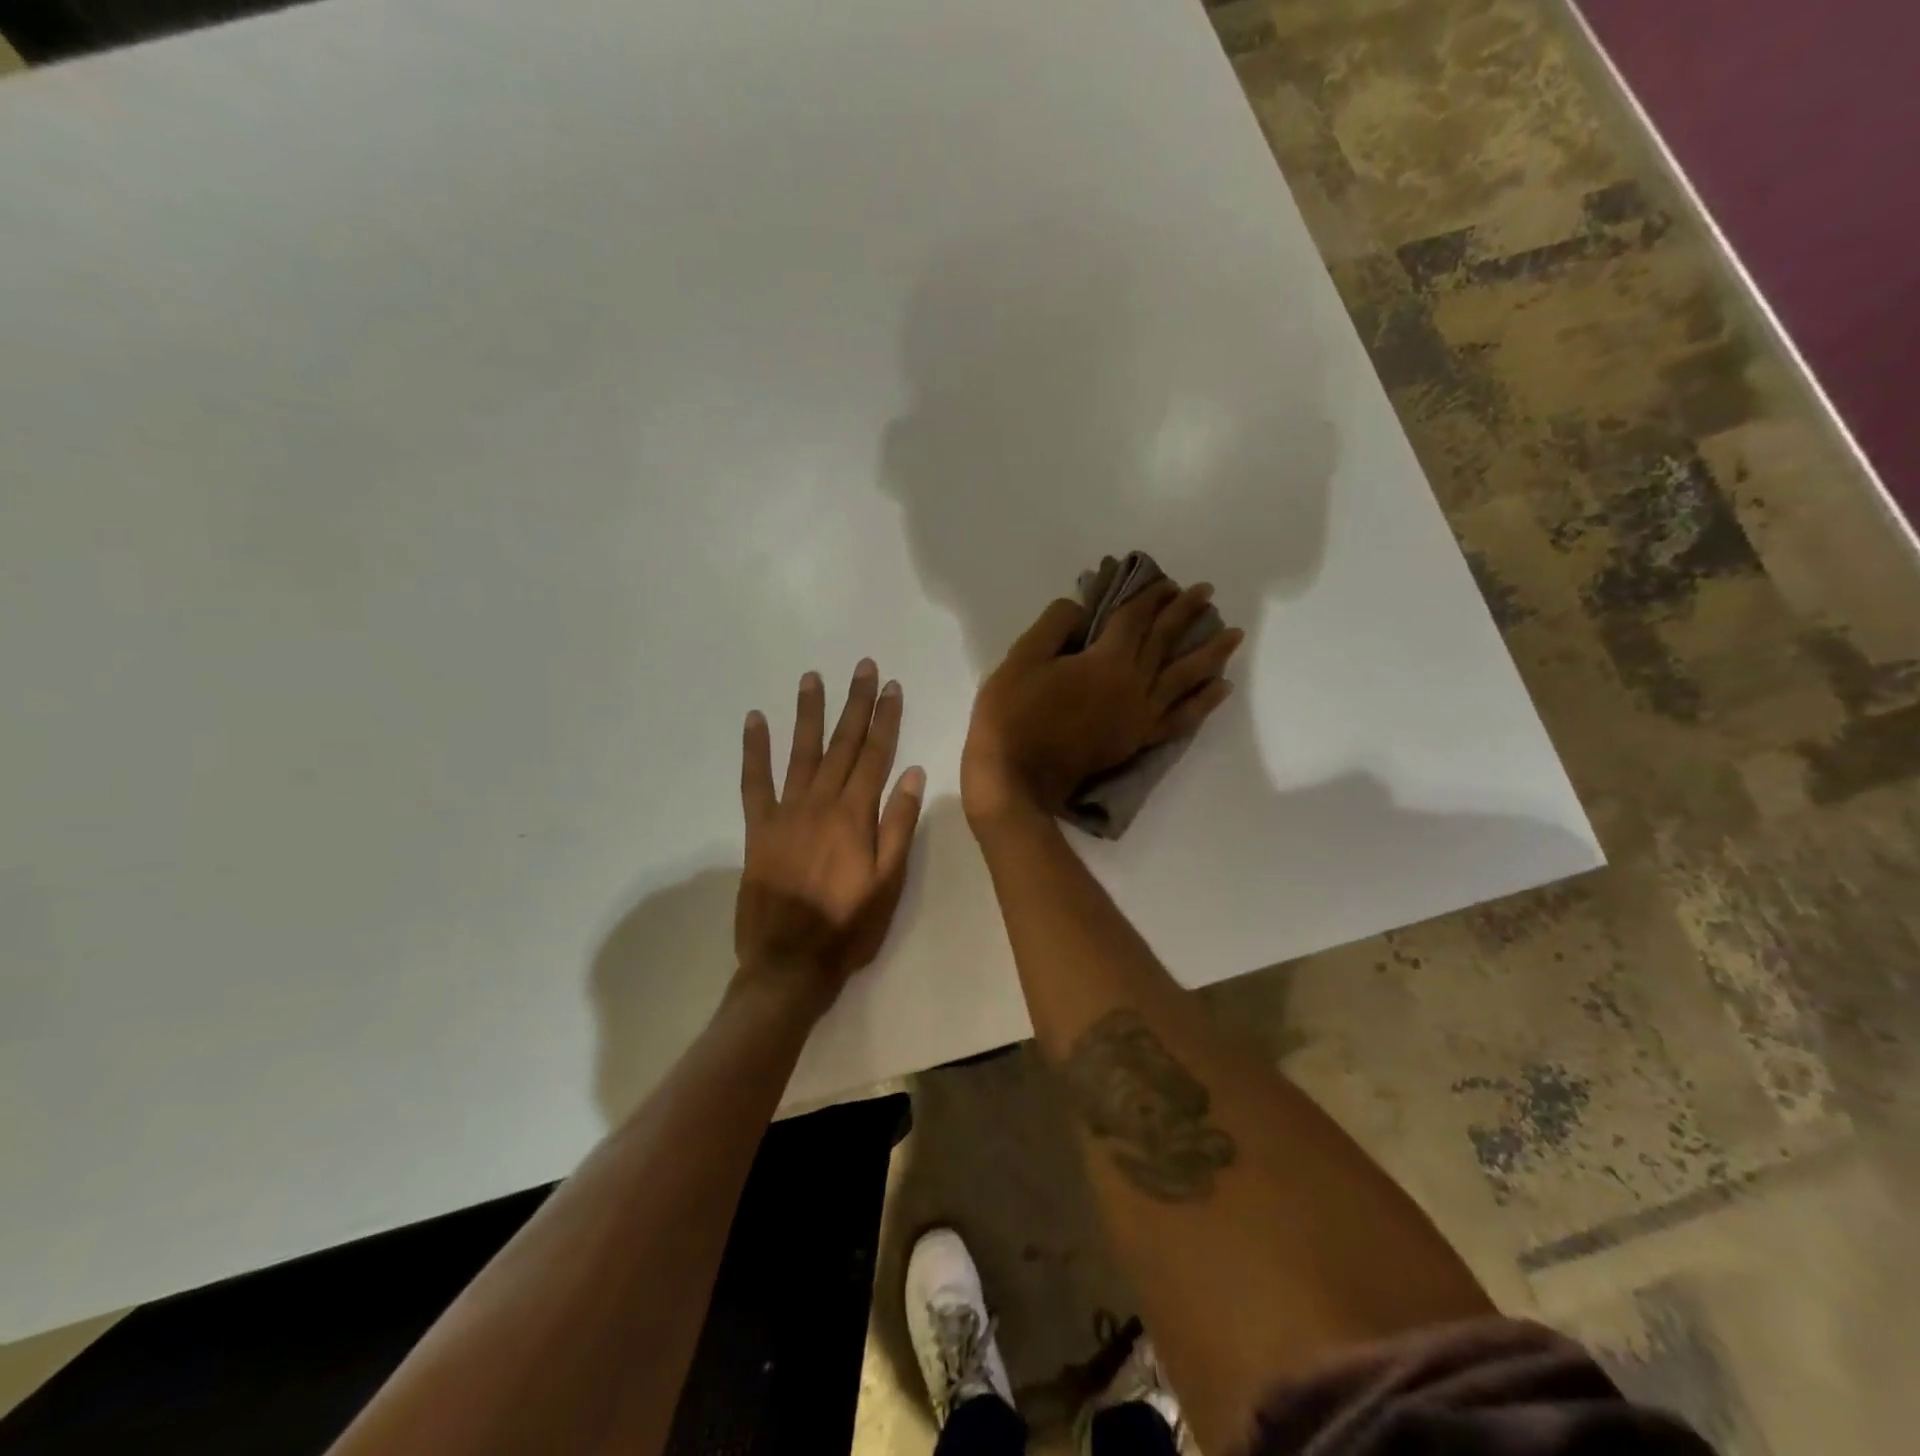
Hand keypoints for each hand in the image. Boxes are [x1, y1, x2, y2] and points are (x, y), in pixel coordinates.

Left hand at [733, 660, 926, 1012]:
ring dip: (809, 713)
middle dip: (855, 703)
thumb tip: (911, 772)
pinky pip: (754, 782)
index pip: (875, 755)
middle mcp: (821, 803)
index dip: (886, 719)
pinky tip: (755, 720)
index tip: (892, 686)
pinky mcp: (758, 829)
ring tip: (813, 678)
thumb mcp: (889, 882)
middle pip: (842, 744)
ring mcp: (785, 813)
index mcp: (855, 816)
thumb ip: (899, 825)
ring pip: (801, 752)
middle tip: (863, 667)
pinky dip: (754, 750)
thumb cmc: (849, 927)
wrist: (790, 963)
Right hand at [962, 581, 1242, 826]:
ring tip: (1234, 635)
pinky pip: (1180, 718)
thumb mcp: (1021, 659)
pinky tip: (1221, 688)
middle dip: (1185, 613)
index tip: (1167, 581)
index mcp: (1105, 660)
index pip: (1134, 618)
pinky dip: (1203, 703)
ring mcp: (1139, 715)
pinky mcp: (1137, 739)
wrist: (1017, 777)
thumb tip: (1080, 608)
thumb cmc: (1013, 715)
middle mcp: (1132, 684)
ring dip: (1210, 653)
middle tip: (1207, 592)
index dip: (1150, 596)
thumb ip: (1054, 626)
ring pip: (1184, 677)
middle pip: (1164, 641)